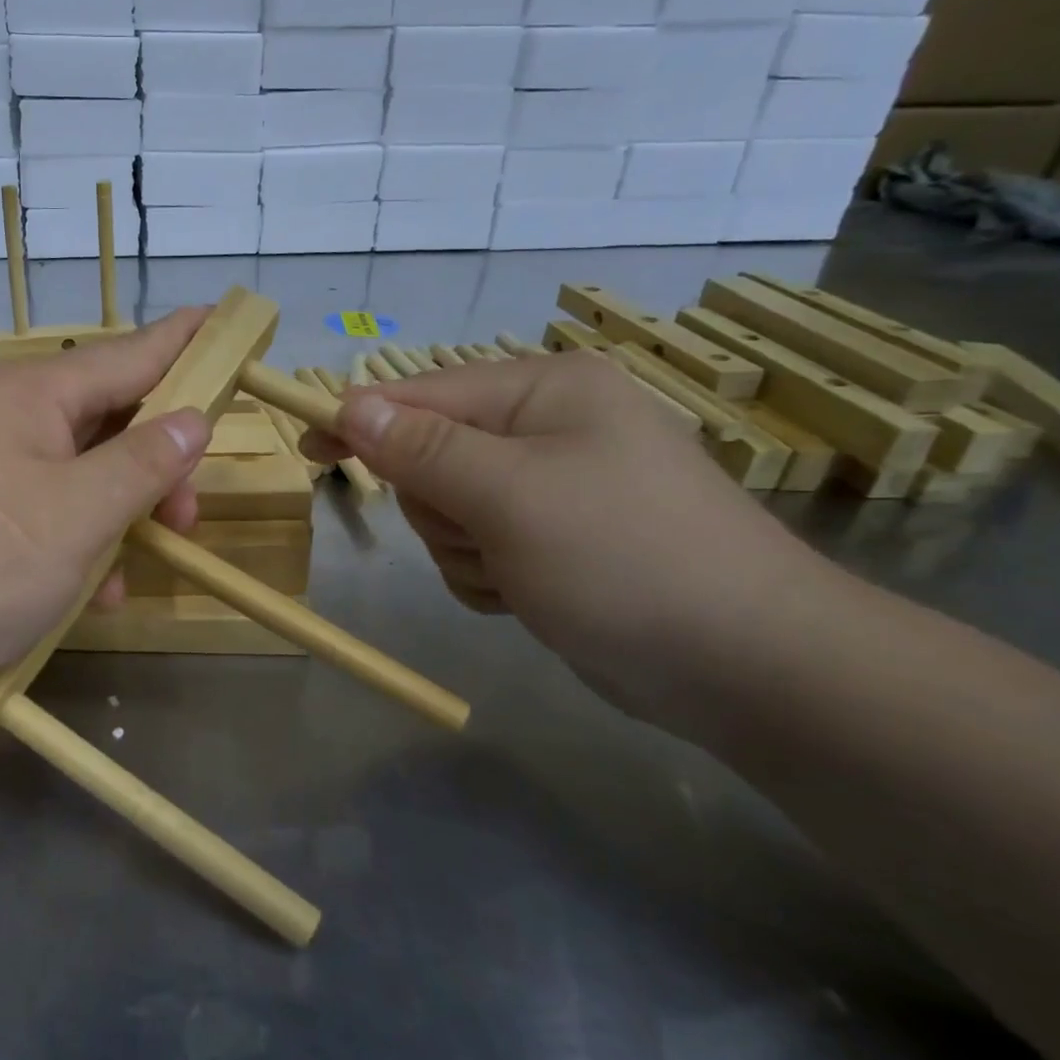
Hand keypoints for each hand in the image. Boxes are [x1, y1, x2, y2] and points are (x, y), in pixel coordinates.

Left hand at [0, 309, 213, 707]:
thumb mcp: (76, 514)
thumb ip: (143, 464)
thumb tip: (193, 419)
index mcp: (34, 395)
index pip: (130, 354)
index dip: (184, 342)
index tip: (227, 322)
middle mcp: (9, 421)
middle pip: (108, 421)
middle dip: (158, 465)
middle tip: (189, 514)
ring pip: (80, 477)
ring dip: (119, 518)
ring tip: (137, 568)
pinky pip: (45, 517)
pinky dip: (76, 548)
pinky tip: (91, 595)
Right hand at [305, 350, 828, 734]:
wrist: (749, 667)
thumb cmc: (624, 559)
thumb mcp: (509, 496)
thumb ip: (422, 449)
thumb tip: (351, 403)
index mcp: (543, 391)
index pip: (421, 394)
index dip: (361, 421)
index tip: (309, 449)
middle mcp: (547, 428)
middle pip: (430, 456)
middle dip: (439, 505)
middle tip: (483, 533)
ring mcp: (551, 487)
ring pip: (447, 510)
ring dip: (463, 548)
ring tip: (518, 572)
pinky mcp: (553, 541)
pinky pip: (476, 547)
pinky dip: (486, 574)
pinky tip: (527, 593)